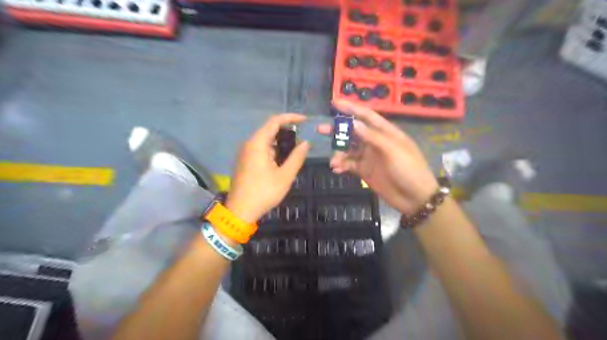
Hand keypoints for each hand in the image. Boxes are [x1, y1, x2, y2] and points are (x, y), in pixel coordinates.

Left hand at [227, 115, 309, 223]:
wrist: (240, 211)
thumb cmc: (264, 192)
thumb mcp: (285, 176)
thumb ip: (297, 157)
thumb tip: (306, 143)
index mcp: (257, 143)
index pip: (274, 121)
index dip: (291, 118)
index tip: (305, 121)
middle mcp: (249, 144)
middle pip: (269, 129)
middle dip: (287, 131)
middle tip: (302, 138)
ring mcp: (245, 152)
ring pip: (265, 140)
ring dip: (280, 142)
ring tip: (295, 150)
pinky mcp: (244, 161)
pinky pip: (260, 149)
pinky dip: (273, 150)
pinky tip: (282, 160)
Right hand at [315, 99, 439, 213]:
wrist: (415, 198)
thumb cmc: (408, 169)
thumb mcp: (392, 150)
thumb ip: (372, 137)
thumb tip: (352, 123)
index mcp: (385, 132)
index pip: (366, 116)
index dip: (350, 108)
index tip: (334, 103)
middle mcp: (375, 142)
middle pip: (353, 132)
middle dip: (337, 130)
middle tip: (320, 129)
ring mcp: (369, 157)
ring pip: (348, 149)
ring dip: (338, 153)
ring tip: (333, 162)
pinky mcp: (365, 171)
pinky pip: (349, 164)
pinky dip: (341, 165)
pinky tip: (336, 169)